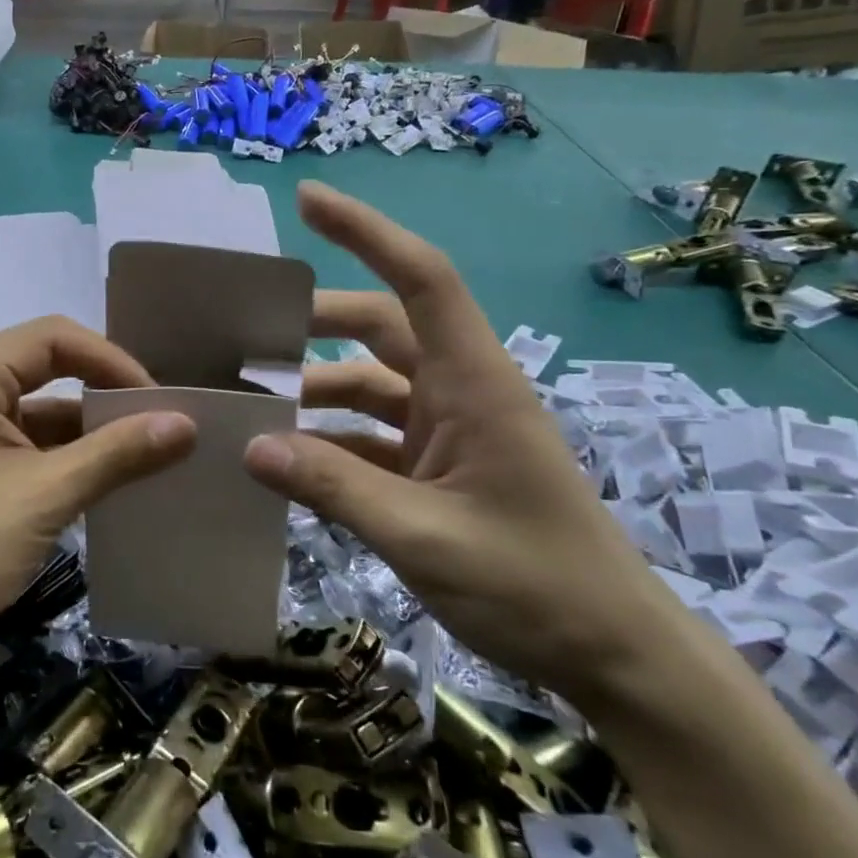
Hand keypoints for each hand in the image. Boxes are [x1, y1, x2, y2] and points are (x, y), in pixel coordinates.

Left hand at [0, 316, 195, 666]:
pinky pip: (20, 432)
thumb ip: (118, 453)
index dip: (113, 363)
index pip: (54, 338)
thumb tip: (187, 424)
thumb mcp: (47, 496)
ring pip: (35, 401)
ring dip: (84, 426)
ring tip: (142, 450)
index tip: (159, 403)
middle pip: (45, 364)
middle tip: (155, 421)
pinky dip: (59, 449)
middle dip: (102, 392)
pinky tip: (100, 472)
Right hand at [244, 182, 689, 708]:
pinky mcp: (436, 469)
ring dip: (314, 390)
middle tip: (245, 332)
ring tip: (249, 407)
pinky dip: (328, 442)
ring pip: (367, 385)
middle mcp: (459, 392)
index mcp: (473, 384)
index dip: (366, 232)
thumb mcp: (423, 537)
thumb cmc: (535, 585)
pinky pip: (369, 436)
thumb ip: (334, 487)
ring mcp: (447, 432)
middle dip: (314, 322)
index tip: (308, 200)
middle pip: (380, 328)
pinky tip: (284, 463)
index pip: (421, 281)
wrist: (612, 656)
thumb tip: (252, 446)